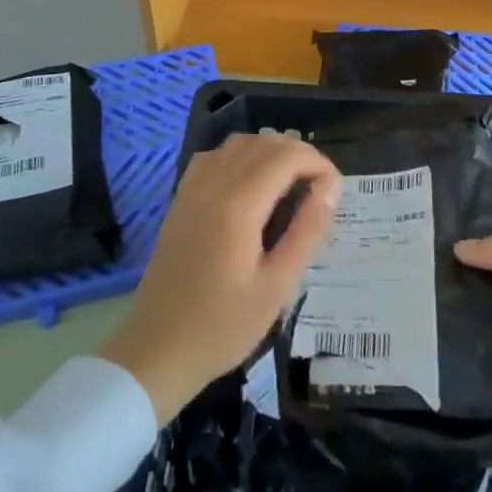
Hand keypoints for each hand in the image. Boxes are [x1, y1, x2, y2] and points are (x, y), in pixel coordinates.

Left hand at [100, 133, 341, 422]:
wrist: (157, 349)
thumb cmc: (222, 326)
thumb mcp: (277, 287)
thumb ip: (307, 231)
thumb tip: (331, 188)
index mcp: (239, 204)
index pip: (287, 156)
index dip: (319, 164)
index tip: (335, 194)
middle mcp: (213, 183)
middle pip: (264, 143)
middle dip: (299, 155)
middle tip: (320, 191)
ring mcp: (192, 188)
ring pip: (239, 143)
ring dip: (271, 152)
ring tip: (292, 185)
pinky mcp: (181, 198)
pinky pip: (216, 156)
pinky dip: (242, 157)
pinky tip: (252, 186)